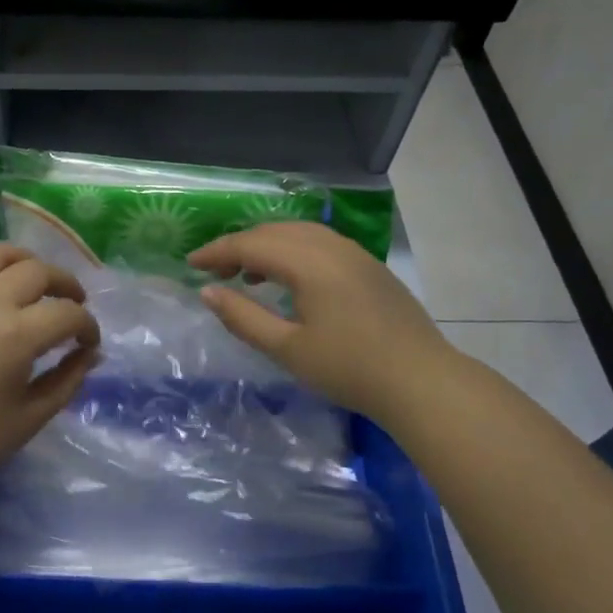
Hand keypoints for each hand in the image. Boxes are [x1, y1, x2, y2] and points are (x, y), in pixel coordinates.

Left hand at [0, 242, 99, 494]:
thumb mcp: (30, 418)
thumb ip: (67, 380)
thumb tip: (91, 353)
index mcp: (16, 336)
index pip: (67, 314)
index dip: (87, 326)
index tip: (88, 342)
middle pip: (36, 271)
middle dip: (65, 284)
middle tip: (72, 304)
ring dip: (21, 258)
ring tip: (31, 277)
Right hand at [187, 221, 449, 420]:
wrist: (422, 381)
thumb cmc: (349, 369)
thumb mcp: (287, 348)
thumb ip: (242, 317)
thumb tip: (208, 291)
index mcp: (308, 261)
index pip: (250, 243)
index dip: (216, 251)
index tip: (190, 264)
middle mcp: (331, 246)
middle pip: (274, 231)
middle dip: (239, 245)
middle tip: (214, 271)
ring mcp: (354, 253)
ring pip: (299, 233)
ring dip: (267, 246)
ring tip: (247, 274)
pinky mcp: (369, 266)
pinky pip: (320, 243)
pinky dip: (293, 251)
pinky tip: (289, 279)